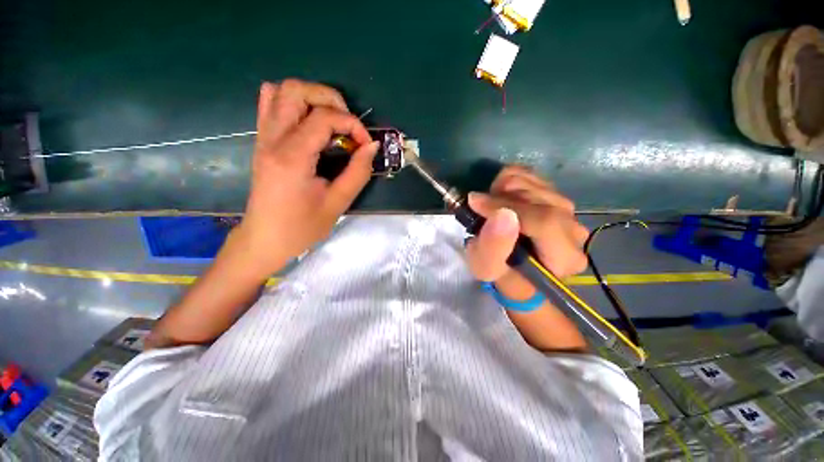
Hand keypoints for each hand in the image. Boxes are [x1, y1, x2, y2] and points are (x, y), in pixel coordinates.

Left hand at [236, 80, 378, 276]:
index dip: (352, 124)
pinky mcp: (262, 142)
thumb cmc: (302, 227)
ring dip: (312, 98)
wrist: (265, 239)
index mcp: (292, 157)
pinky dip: (291, 102)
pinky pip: (269, 104)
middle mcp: (273, 139)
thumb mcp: (337, 203)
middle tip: (348, 125)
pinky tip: (307, 121)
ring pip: (281, 91)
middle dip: (330, 99)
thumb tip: (372, 146)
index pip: (324, 117)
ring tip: (331, 122)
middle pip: (296, 89)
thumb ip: (358, 172)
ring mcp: (263, 137)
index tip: (365, 145)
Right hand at [465, 166, 588, 282]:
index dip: (506, 207)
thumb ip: (493, 247)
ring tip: (490, 207)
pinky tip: (499, 197)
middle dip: (502, 198)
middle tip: (480, 208)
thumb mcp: (486, 268)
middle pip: (540, 199)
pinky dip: (508, 180)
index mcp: (564, 258)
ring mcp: (568, 211)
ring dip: (503, 190)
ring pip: (535, 184)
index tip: (476, 203)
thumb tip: (502, 215)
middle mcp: (575, 232)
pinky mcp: (556, 196)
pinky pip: (532, 175)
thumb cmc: (499, 272)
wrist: (512, 265)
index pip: (544, 222)